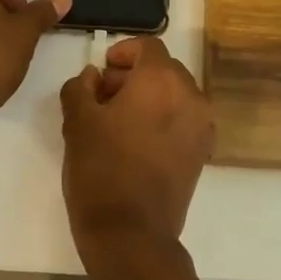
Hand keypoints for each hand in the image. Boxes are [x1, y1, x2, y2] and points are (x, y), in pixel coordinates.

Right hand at [59, 35, 214, 262]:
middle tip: (103, 97)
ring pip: (175, 95)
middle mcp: (190, 95)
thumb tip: (93, 77)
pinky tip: (138, 142)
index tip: (102, 69)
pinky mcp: (202, 152)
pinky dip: (164, 118)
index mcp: (161, 80)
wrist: (132, 233)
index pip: (148, 46)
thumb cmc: (101, 169)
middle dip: (134, 76)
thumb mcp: (77, 122)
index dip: (123, 51)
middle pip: (164, 69)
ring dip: (149, 97)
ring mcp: (201, 125)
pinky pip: (183, 119)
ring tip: (118, 122)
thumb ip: (81, 87)